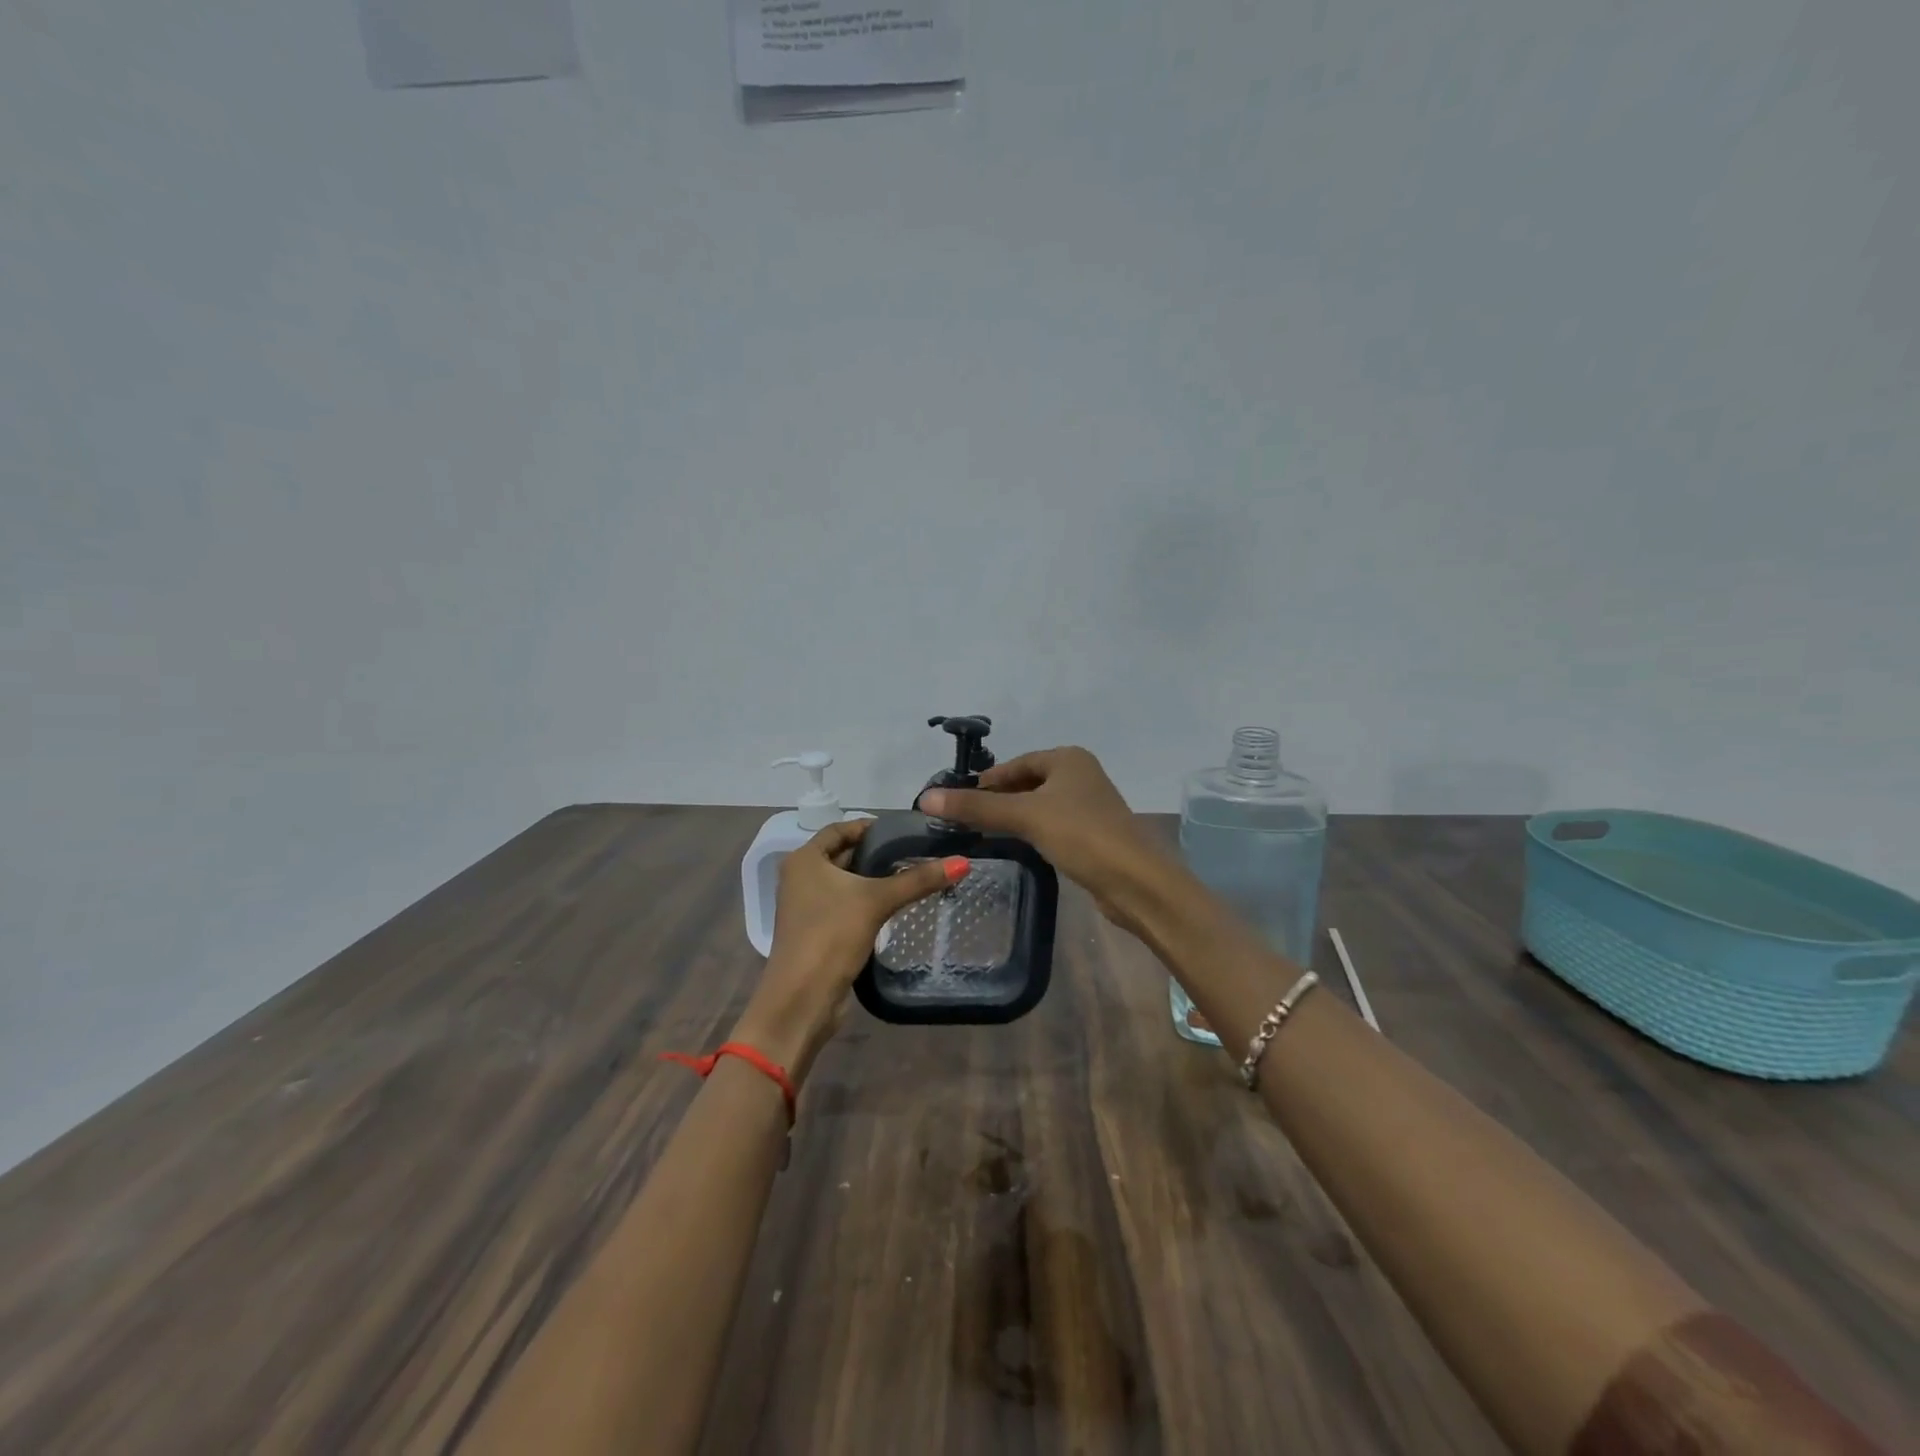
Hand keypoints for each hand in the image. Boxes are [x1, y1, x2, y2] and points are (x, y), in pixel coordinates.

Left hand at [734, 819, 967, 1085]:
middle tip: (915, 850)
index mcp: (805, 860)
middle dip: (876, 853)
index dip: (870, 827)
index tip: (903, 828)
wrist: (802, 999)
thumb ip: (918, 880)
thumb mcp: (876, 901)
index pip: (839, 829)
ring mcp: (807, 906)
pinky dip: (867, 900)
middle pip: (843, 854)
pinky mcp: (818, 930)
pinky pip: (845, 904)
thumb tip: (962, 862)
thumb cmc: (831, 936)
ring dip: (874, 878)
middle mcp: (801, 877)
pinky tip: (896, 904)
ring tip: (913, 873)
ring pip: (846, 882)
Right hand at [917, 747, 1169, 932]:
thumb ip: (976, 808)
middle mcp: (1081, 775)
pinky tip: (1018, 846)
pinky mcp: (1093, 835)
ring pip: (1040, 805)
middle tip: (965, 819)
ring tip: (983, 833)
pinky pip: (1053, 825)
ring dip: (1015, 816)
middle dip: (999, 799)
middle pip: (1028, 783)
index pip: (1016, 763)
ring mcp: (1090, 806)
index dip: (987, 780)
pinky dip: (1033, 832)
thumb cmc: (1081, 835)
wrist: (1136, 882)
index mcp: (1069, 759)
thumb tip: (925, 798)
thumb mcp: (1025, 816)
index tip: (957, 799)